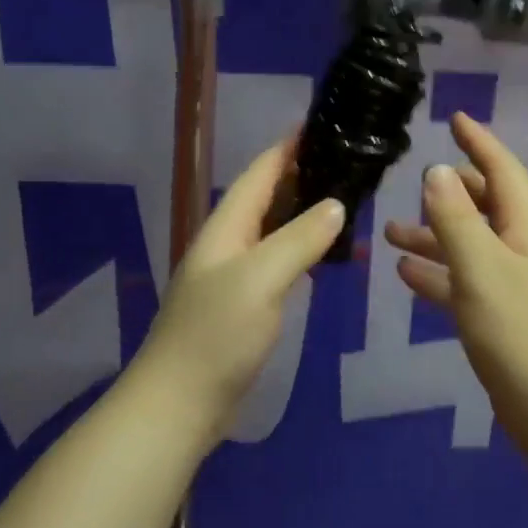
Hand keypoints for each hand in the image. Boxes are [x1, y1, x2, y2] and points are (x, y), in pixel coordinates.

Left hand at [132, 135, 345, 443]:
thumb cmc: (217, 334)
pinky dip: (302, 246)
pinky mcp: (244, 304)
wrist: (179, 404)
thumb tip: (336, 205)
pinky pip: (278, 260)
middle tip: (347, 160)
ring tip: (345, 196)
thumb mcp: (261, 279)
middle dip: (301, 173)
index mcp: (226, 228)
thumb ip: (299, 239)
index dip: (288, 146)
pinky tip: (324, 250)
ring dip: (304, 209)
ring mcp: (234, 275)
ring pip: (273, 228)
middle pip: (266, 196)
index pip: (260, 173)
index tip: (322, 124)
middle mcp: (228, 243)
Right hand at [384, 112, 527, 422]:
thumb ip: (455, 218)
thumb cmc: (519, 331)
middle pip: (487, 205)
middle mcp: (523, 248)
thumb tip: (437, 170)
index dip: (480, 141)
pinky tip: (406, 275)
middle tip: (417, 181)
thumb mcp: (481, 267)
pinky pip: (465, 282)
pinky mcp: (502, 318)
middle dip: (452, 191)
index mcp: (526, 227)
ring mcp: (514, 285)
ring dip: (434, 236)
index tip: (455, 118)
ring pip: (470, 245)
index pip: (503, 170)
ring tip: (390, 232)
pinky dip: (438, 274)